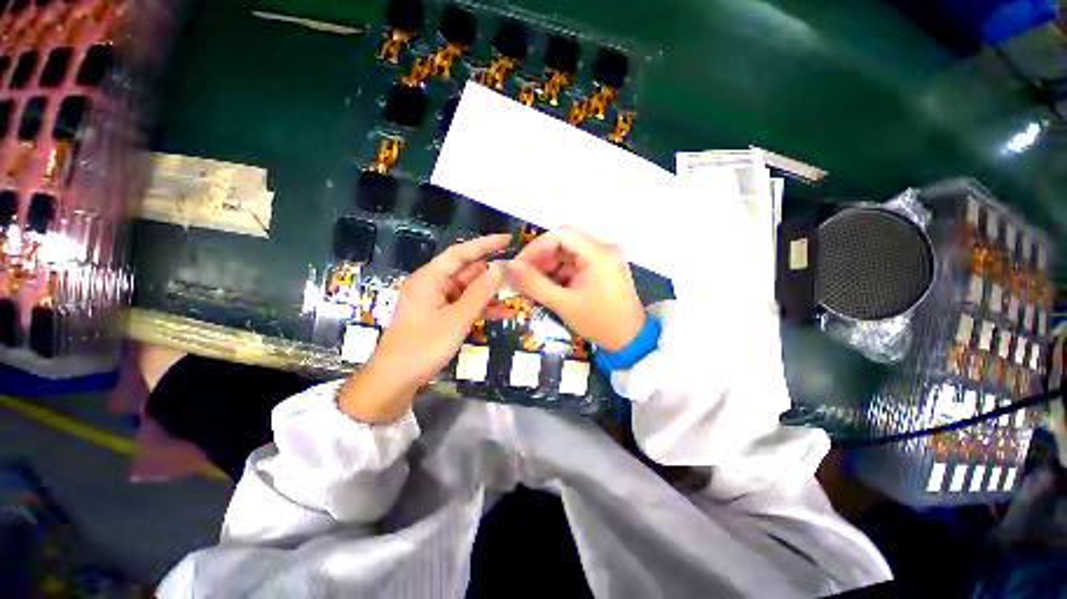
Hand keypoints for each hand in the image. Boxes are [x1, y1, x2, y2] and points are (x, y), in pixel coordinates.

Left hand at [339, 235, 510, 423]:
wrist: (396, 380)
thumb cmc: (423, 346)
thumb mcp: (456, 319)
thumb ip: (480, 293)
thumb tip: (501, 268)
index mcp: (430, 278)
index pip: (461, 253)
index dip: (485, 244)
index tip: (507, 239)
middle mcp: (434, 285)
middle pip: (467, 271)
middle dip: (493, 273)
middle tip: (519, 273)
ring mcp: (438, 301)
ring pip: (469, 290)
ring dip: (491, 293)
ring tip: (518, 293)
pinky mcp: (442, 316)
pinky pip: (466, 306)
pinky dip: (483, 308)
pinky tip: (505, 314)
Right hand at [507, 228, 644, 351]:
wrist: (630, 341)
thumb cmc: (598, 322)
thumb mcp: (562, 303)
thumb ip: (534, 283)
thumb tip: (510, 267)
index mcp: (598, 253)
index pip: (560, 235)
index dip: (535, 248)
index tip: (519, 266)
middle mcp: (603, 249)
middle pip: (563, 243)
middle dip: (541, 260)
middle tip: (524, 279)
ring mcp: (605, 259)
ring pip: (568, 255)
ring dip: (549, 269)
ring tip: (534, 287)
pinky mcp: (603, 269)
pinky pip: (576, 265)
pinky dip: (561, 275)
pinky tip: (549, 289)